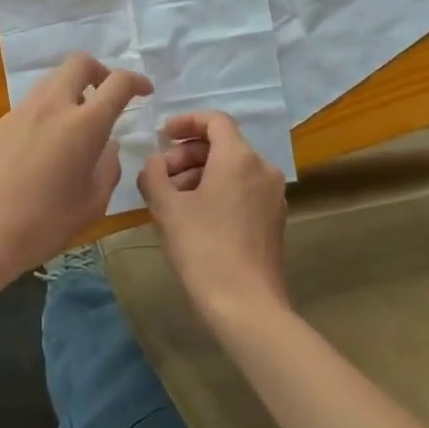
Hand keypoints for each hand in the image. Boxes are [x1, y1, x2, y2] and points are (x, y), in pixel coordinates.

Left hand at [0, 53, 150, 284]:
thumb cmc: (44, 224)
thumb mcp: (93, 203)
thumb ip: (108, 167)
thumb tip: (107, 146)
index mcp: (83, 124)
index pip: (117, 83)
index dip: (136, 81)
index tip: (144, 91)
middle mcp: (52, 106)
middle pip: (79, 63)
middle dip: (100, 71)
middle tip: (107, 94)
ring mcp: (19, 112)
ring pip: (51, 82)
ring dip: (70, 91)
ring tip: (74, 124)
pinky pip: (28, 108)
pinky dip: (44, 115)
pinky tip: (40, 151)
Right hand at [137, 111, 290, 328]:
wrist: (247, 307)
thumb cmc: (204, 249)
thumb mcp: (167, 209)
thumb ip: (154, 174)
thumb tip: (154, 163)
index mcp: (239, 157)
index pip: (215, 120)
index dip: (186, 122)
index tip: (163, 136)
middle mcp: (262, 168)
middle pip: (223, 144)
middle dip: (187, 154)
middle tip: (160, 176)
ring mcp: (272, 195)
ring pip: (232, 168)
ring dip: (200, 174)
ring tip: (172, 199)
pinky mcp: (274, 219)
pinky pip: (243, 189)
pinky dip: (218, 191)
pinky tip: (195, 217)